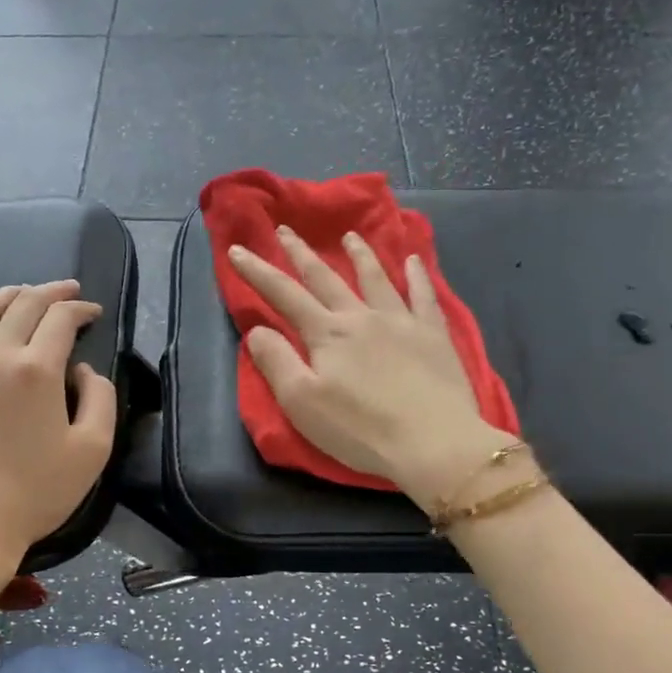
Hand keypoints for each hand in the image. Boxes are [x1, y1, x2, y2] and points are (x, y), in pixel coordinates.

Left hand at [0, 281, 116, 599]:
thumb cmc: (37, 492)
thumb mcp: (93, 450)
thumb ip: (100, 399)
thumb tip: (81, 372)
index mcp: (38, 370)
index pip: (61, 319)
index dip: (81, 309)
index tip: (94, 313)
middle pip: (22, 306)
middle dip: (50, 292)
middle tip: (67, 292)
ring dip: (5, 295)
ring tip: (22, 292)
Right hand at [228, 229, 524, 504]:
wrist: (434, 442)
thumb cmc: (361, 429)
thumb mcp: (302, 403)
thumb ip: (277, 363)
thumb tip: (258, 331)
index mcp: (327, 334)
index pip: (283, 295)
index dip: (257, 272)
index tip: (237, 249)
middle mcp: (361, 317)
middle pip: (325, 278)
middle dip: (301, 253)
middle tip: (285, 230)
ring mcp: (401, 321)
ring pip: (376, 278)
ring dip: (359, 255)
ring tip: (349, 236)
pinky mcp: (434, 335)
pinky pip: (424, 296)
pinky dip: (417, 276)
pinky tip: (413, 261)